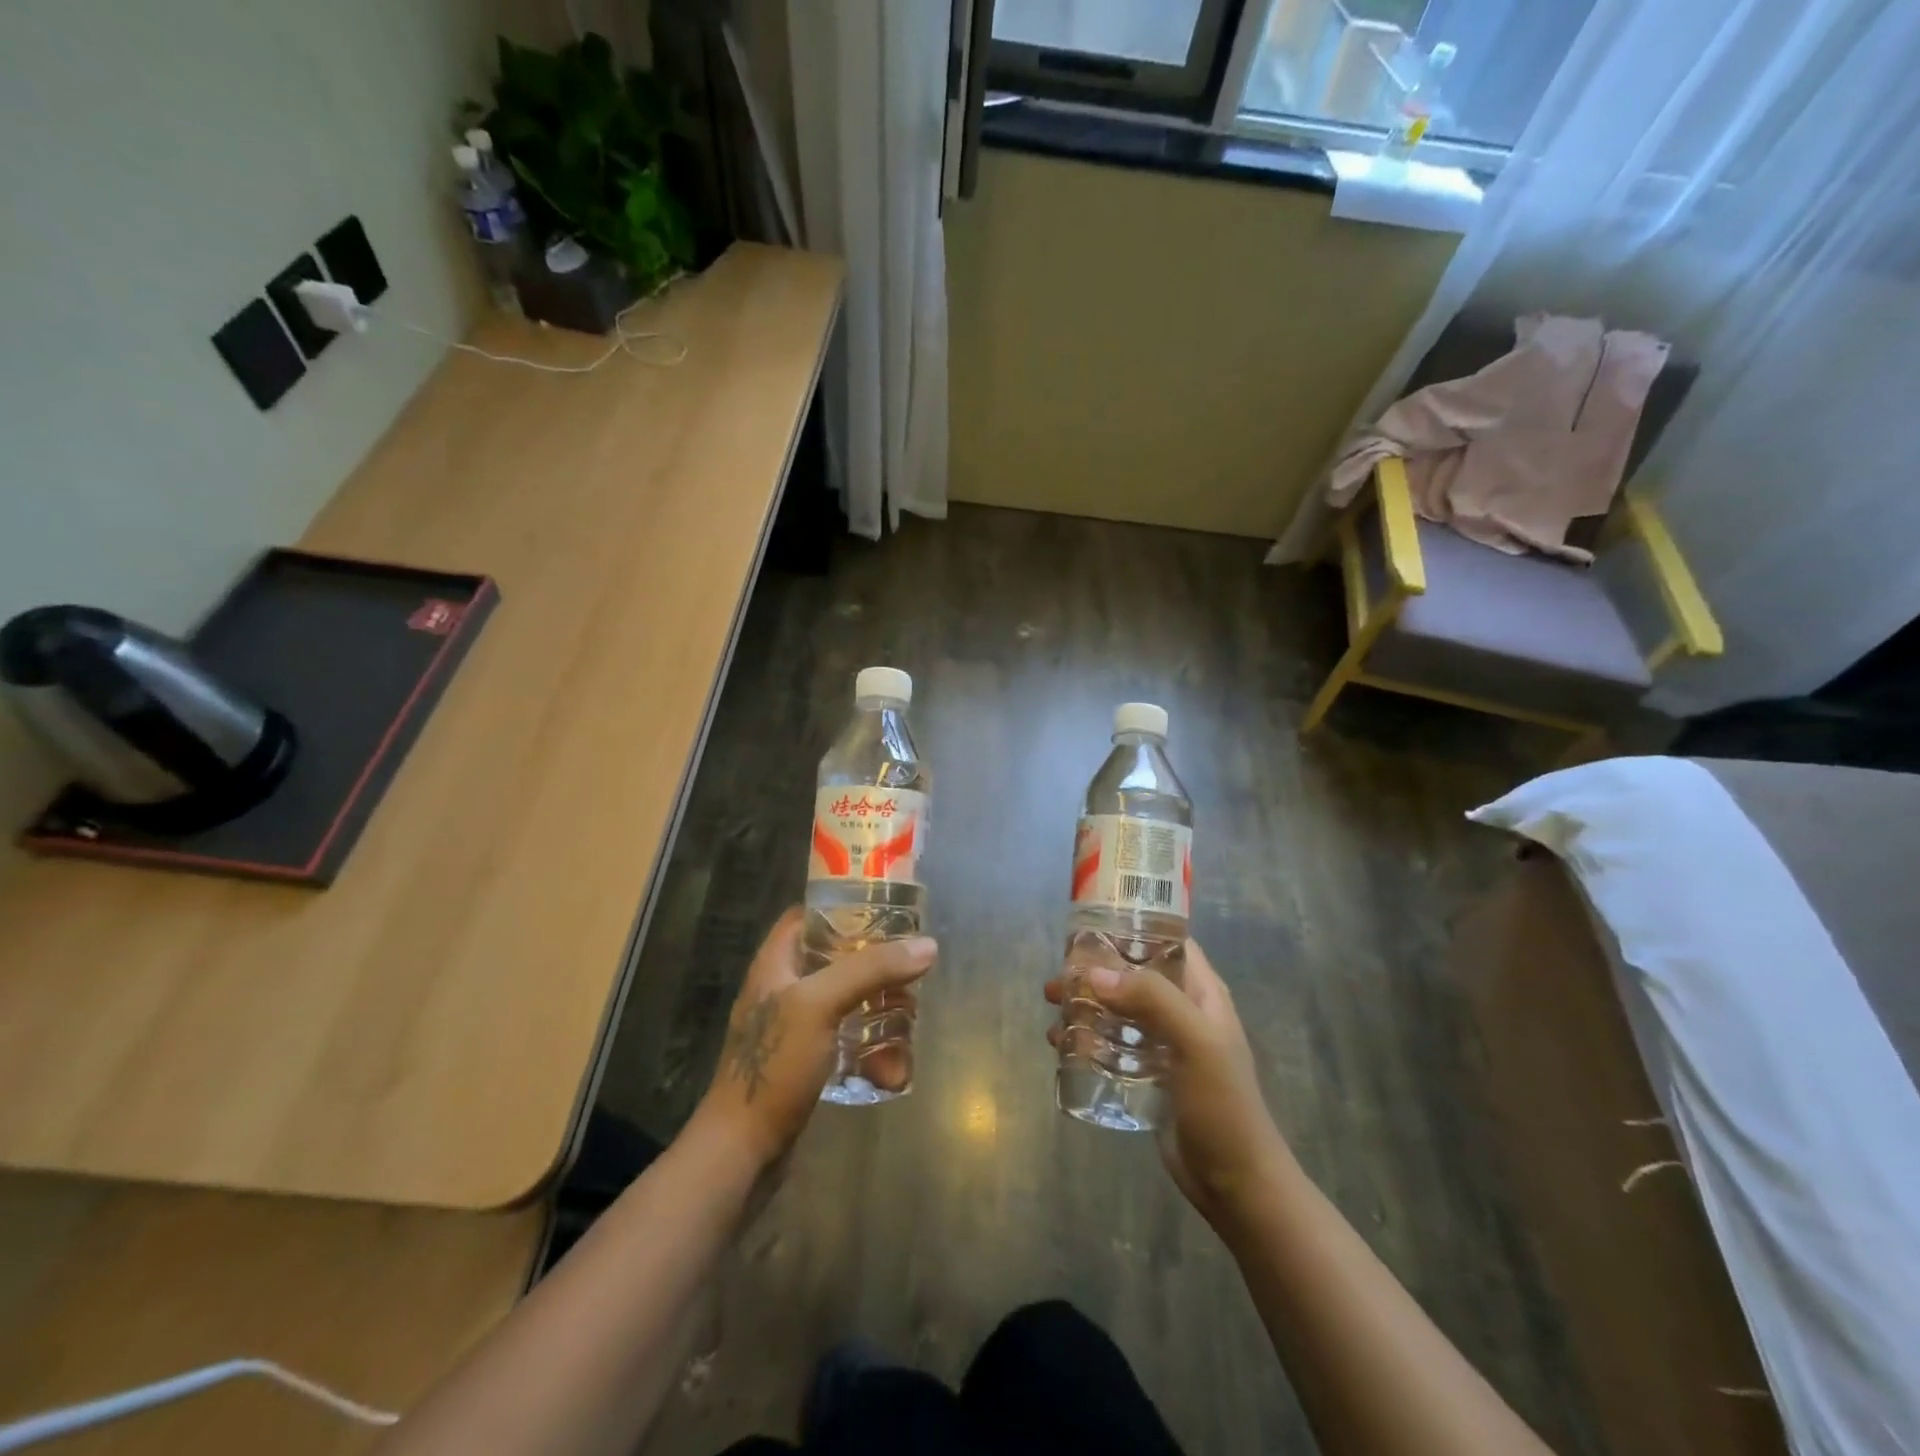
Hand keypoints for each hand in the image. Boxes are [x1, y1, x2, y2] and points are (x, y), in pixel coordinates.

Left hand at [696, 907, 936, 1168]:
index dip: (845, 907)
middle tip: (911, 979)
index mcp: (776, 963)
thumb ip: (871, 969)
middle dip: (879, 971)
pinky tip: (892, 1073)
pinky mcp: (809, 1062)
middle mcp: (785, 988)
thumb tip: (927, 945)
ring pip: (851, 1003)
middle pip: (840, 959)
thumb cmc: (775, 1065)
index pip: (809, 915)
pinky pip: (850, 1042)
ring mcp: (796, 1028)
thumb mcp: (820, 1005)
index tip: (888, 912)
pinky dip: (873, 1053)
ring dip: (883, 1018)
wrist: (742, 1152)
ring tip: (909, 1031)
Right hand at [1046, 940, 1290, 1228]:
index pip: (1167, 941)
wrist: (1236, 1183)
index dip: (1132, 928)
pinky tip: (1062, 1047)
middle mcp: (1182, 1010)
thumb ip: (1151, 1000)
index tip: (1088, 928)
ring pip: (1118, 1009)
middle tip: (1058, 978)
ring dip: (1086, 1006)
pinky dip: (1087, 1038)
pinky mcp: (1148, 1074)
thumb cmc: (1223, 1105)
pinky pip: (1112, 1044)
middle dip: (1094, 972)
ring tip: (1053, 1013)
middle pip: (1133, 975)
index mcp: (1201, 993)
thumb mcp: (1195, 1042)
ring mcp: (1164, 1044)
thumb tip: (1093, 975)